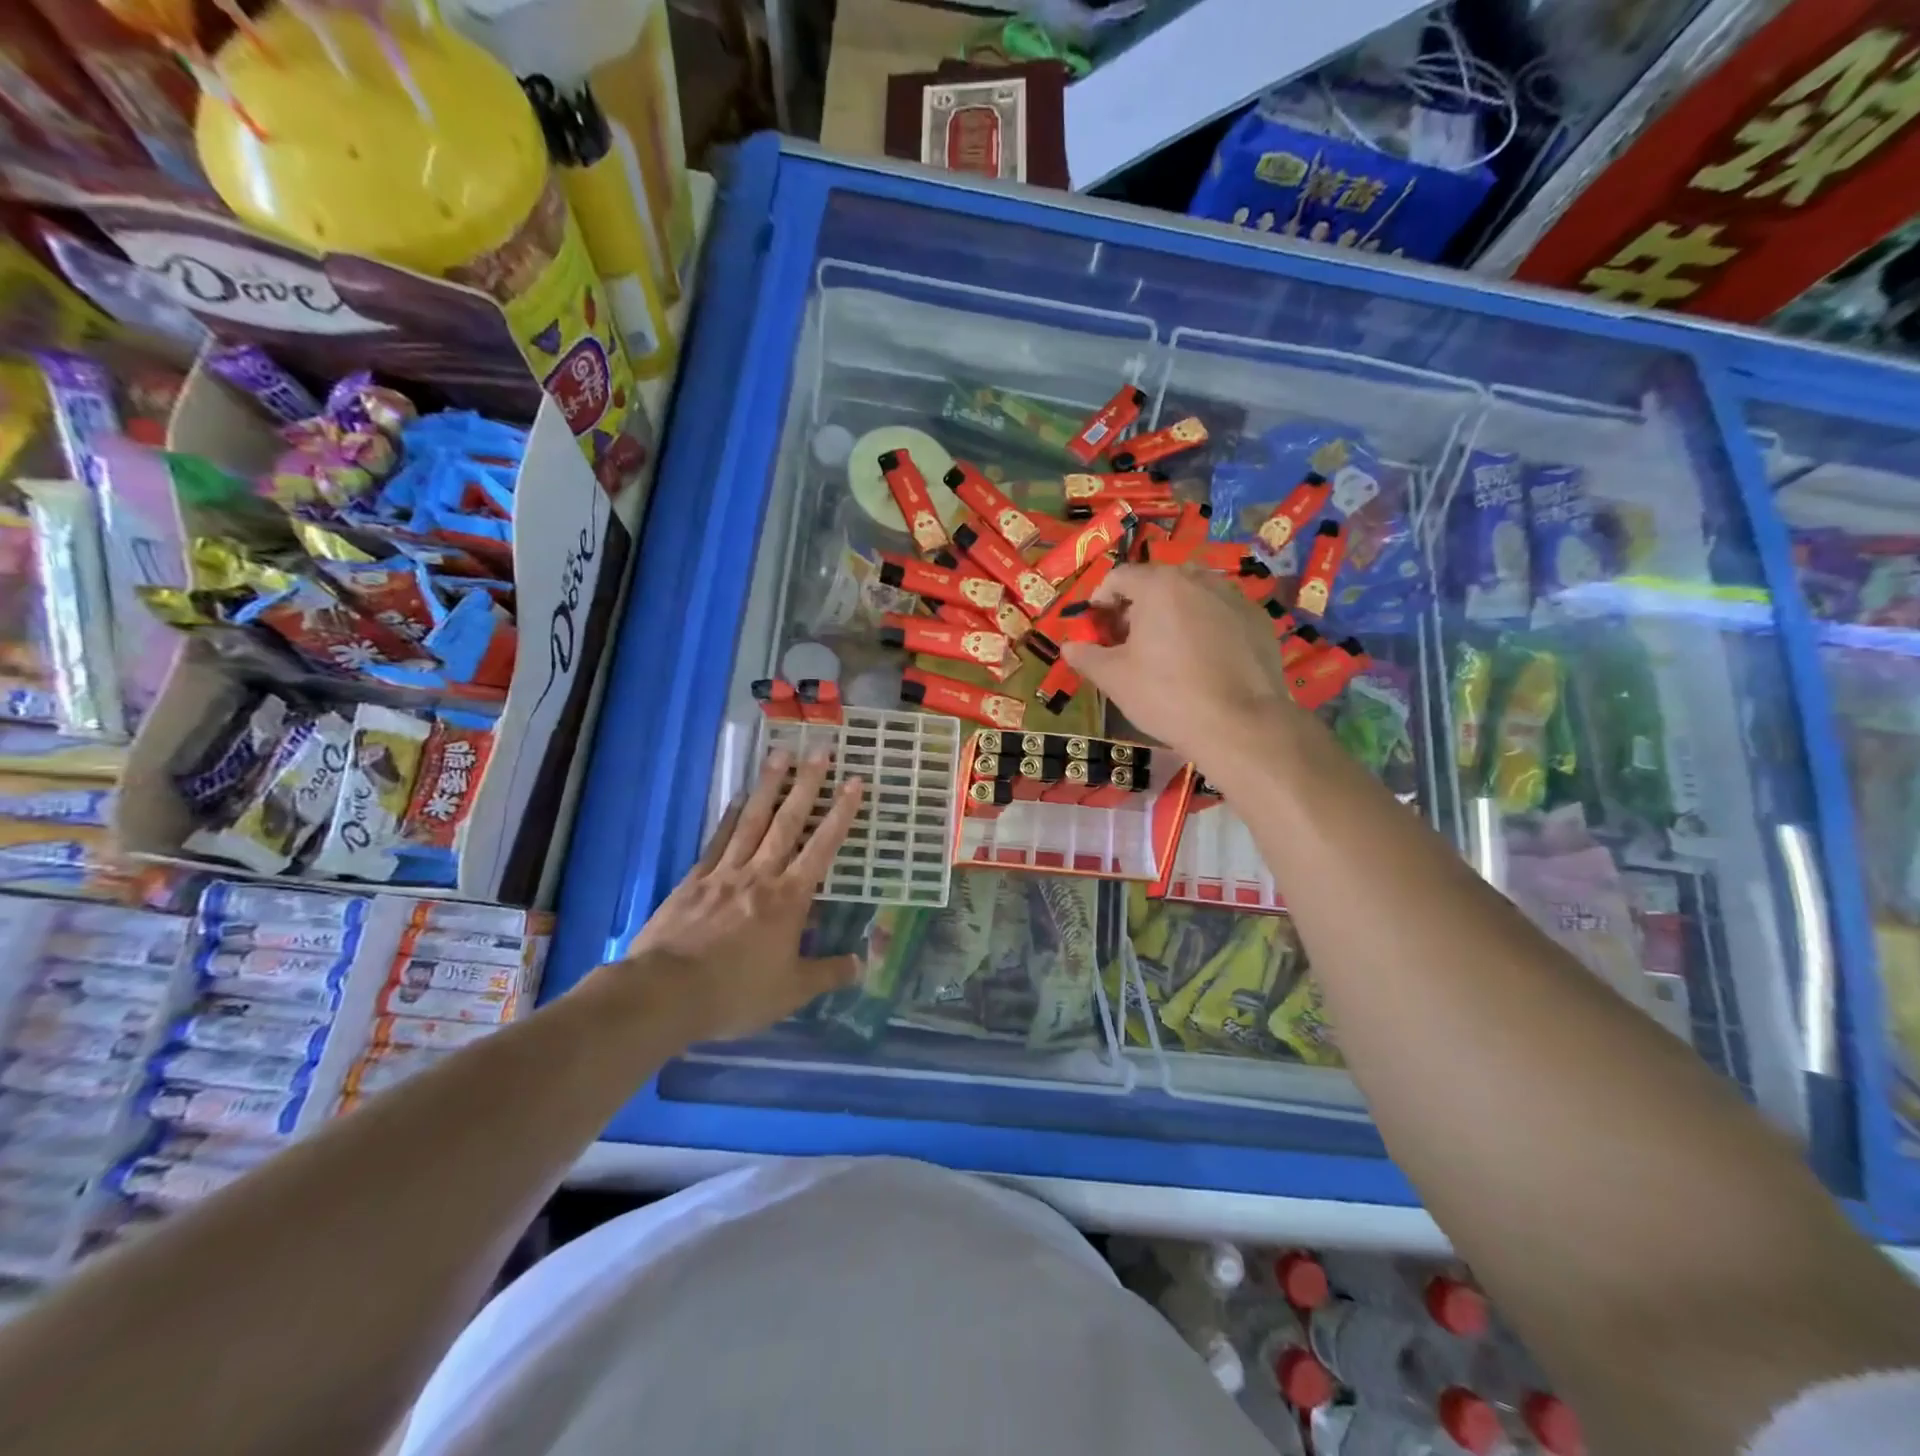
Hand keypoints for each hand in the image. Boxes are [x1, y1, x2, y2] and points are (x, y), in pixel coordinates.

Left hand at [599, 748, 865, 1041]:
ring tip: (780, 754)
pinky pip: (718, 840)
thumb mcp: (791, 991)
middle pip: (788, 822)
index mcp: (789, 898)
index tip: (854, 782)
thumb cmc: (735, 993)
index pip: (822, 847)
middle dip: (808, 784)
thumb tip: (861, 964)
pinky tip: (737, 798)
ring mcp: (724, 873)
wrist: (665, 993)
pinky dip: (729, 816)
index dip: (841, 814)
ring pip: (752, 820)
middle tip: (820, 749)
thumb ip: (827, 973)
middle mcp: (760, 875)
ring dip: (769, 786)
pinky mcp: (694, 880)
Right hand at [1062, 563, 1294, 766]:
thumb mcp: (1114, 679)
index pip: (1120, 576)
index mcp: (1159, 586)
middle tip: (1129, 639)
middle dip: (1139, 604)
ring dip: (1174, 612)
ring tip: (1168, 648)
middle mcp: (1199, 580)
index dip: (1101, 598)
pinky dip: (1206, 625)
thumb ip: (1087, 657)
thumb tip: (1068, 647)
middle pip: (1159, 581)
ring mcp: (1234, 597)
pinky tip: (1204, 660)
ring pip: (1194, 594)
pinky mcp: (1259, 620)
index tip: (1097, 625)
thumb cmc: (1167, 696)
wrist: (1240, 724)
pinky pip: (1222, 612)